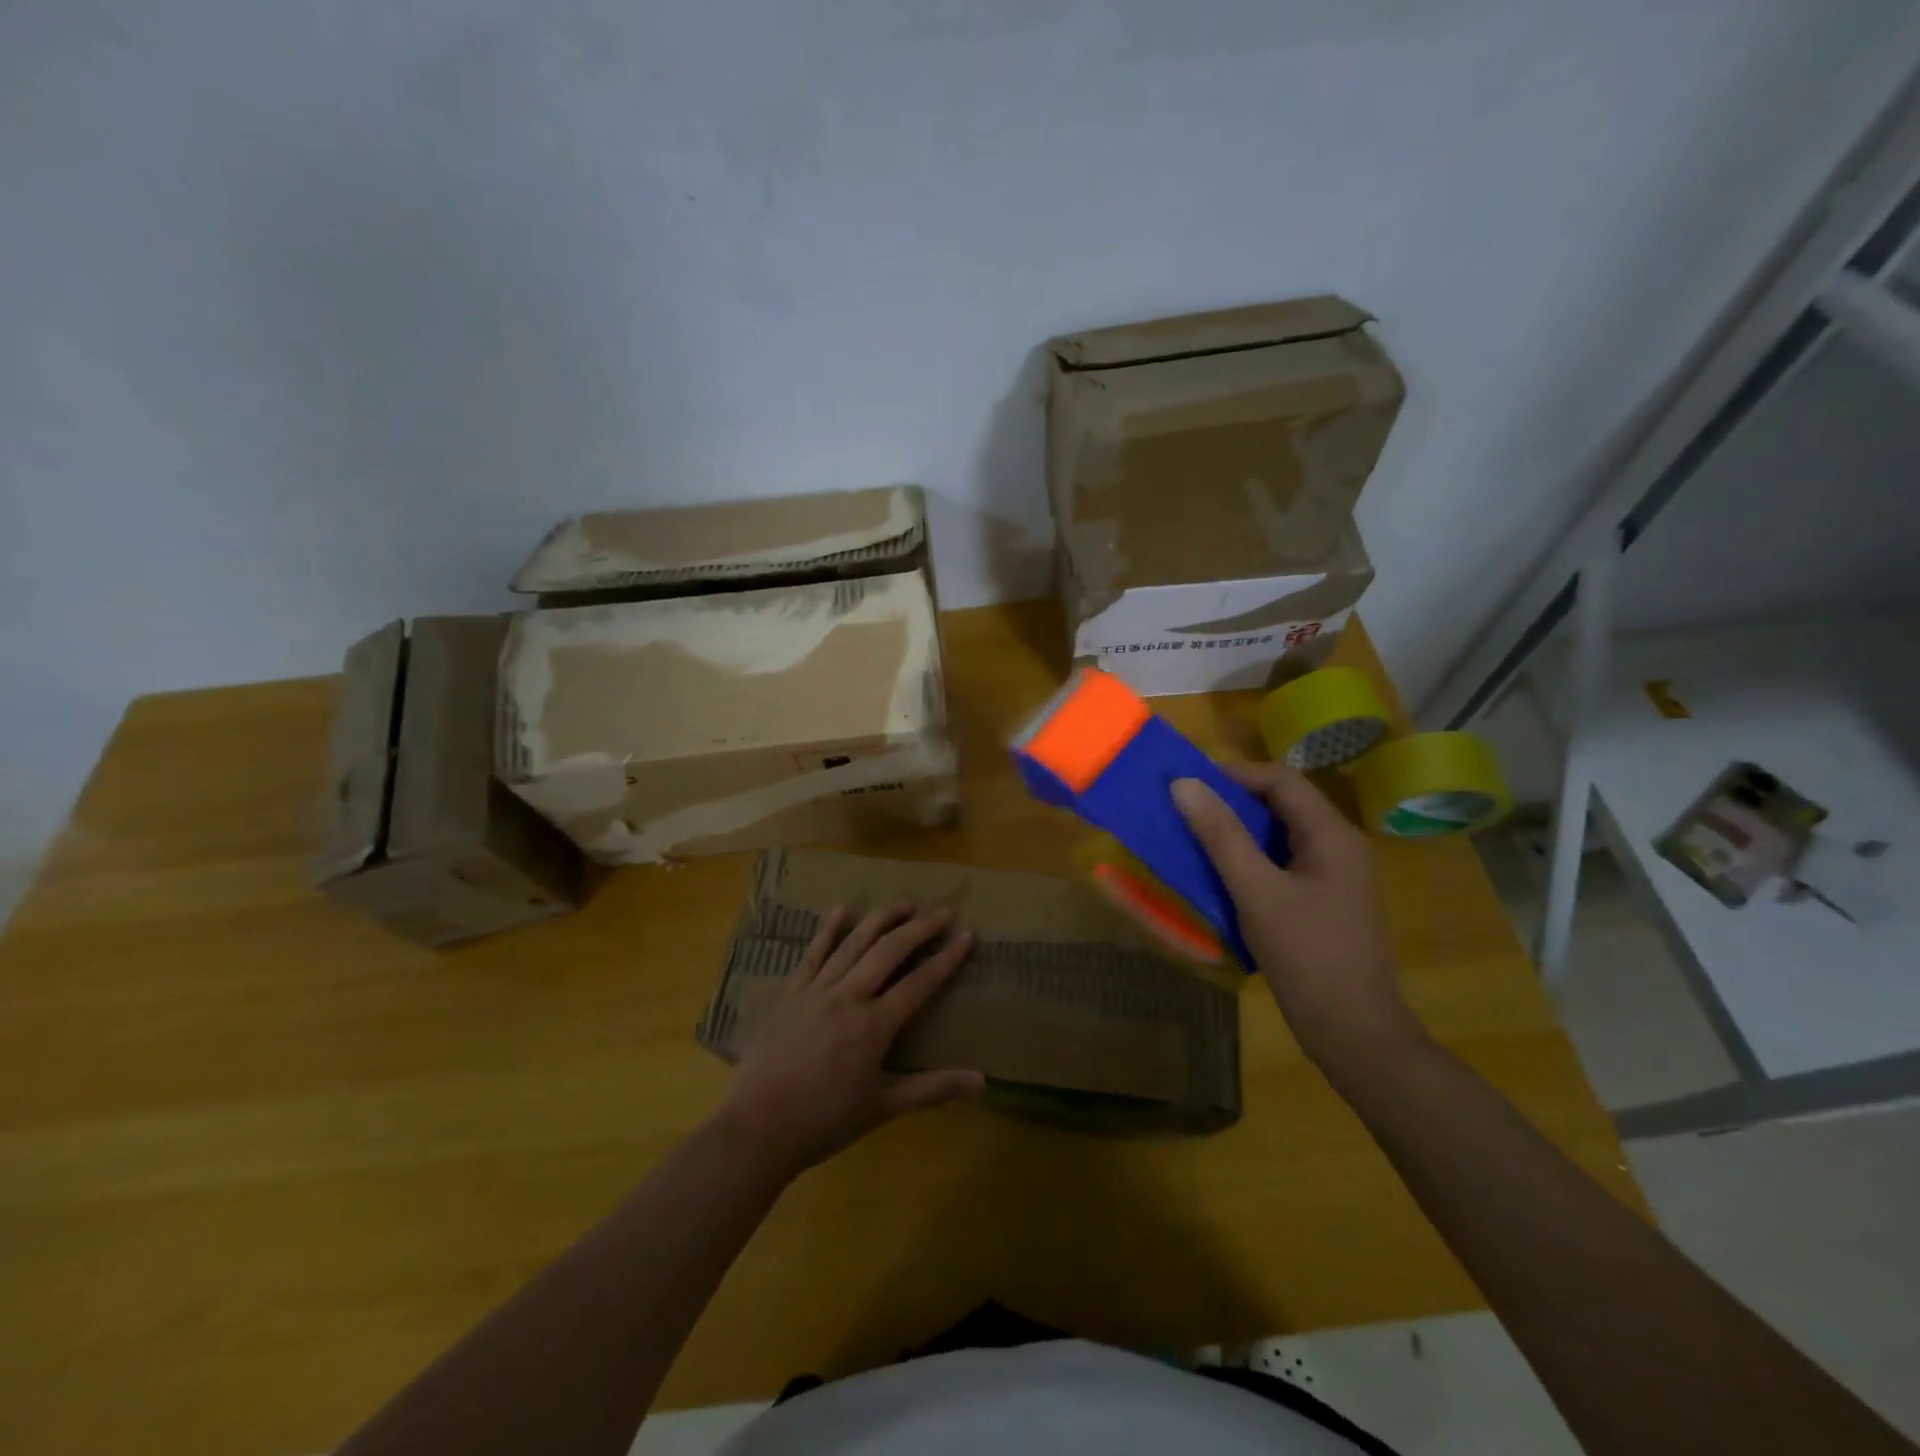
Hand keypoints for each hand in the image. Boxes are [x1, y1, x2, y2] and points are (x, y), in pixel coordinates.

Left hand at [716, 903, 985, 1177]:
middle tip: (943, 911)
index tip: (967, 935)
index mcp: (874, 1025)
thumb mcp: (884, 1108)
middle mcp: (848, 996)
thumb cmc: (824, 1121)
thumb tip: (982, 1083)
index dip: (947, 958)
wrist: (758, 1128)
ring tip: (904, 903)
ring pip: (853, 943)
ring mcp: (816, 990)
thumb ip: (933, 1089)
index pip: (919, 982)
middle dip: (920, 927)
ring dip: (881, 919)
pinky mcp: (789, 993)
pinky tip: (841, 909)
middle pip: (889, 951)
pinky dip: (828, 929)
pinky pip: (812, 953)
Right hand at [1172, 764, 1421, 1065]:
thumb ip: (1220, 835)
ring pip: (1280, 836)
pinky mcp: (1324, 903)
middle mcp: (1339, 846)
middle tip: (1185, 812)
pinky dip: (1250, 861)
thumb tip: (1184, 783)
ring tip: (1194, 840)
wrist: (1353, 1032)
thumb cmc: (1306, 955)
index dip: (1234, 774)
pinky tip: (1222, 878)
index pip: (1281, 779)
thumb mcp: (1256, 890)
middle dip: (1232, 803)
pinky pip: (1283, 864)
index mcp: (1332, 834)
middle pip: (1282, 805)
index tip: (1188, 785)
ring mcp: (1334, 877)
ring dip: (1238, 833)